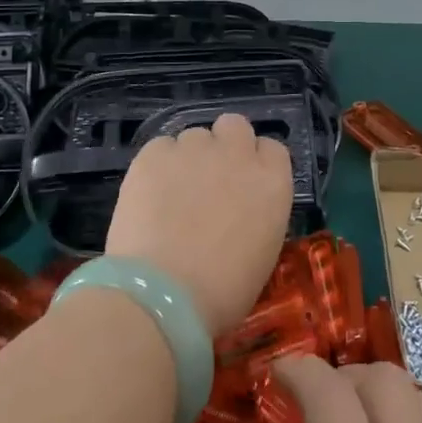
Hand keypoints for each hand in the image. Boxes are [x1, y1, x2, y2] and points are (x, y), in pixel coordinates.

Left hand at [104, 113, 292, 336]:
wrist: (163, 296)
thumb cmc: (222, 292)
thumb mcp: (262, 254)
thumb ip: (257, 216)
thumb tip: (240, 211)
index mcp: (272, 182)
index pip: (272, 150)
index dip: (257, 163)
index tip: (244, 185)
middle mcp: (238, 154)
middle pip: (235, 126)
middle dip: (225, 145)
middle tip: (210, 179)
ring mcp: (195, 149)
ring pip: (195, 136)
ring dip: (189, 158)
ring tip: (172, 194)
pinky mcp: (155, 154)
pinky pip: (161, 147)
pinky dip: (157, 166)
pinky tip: (149, 196)